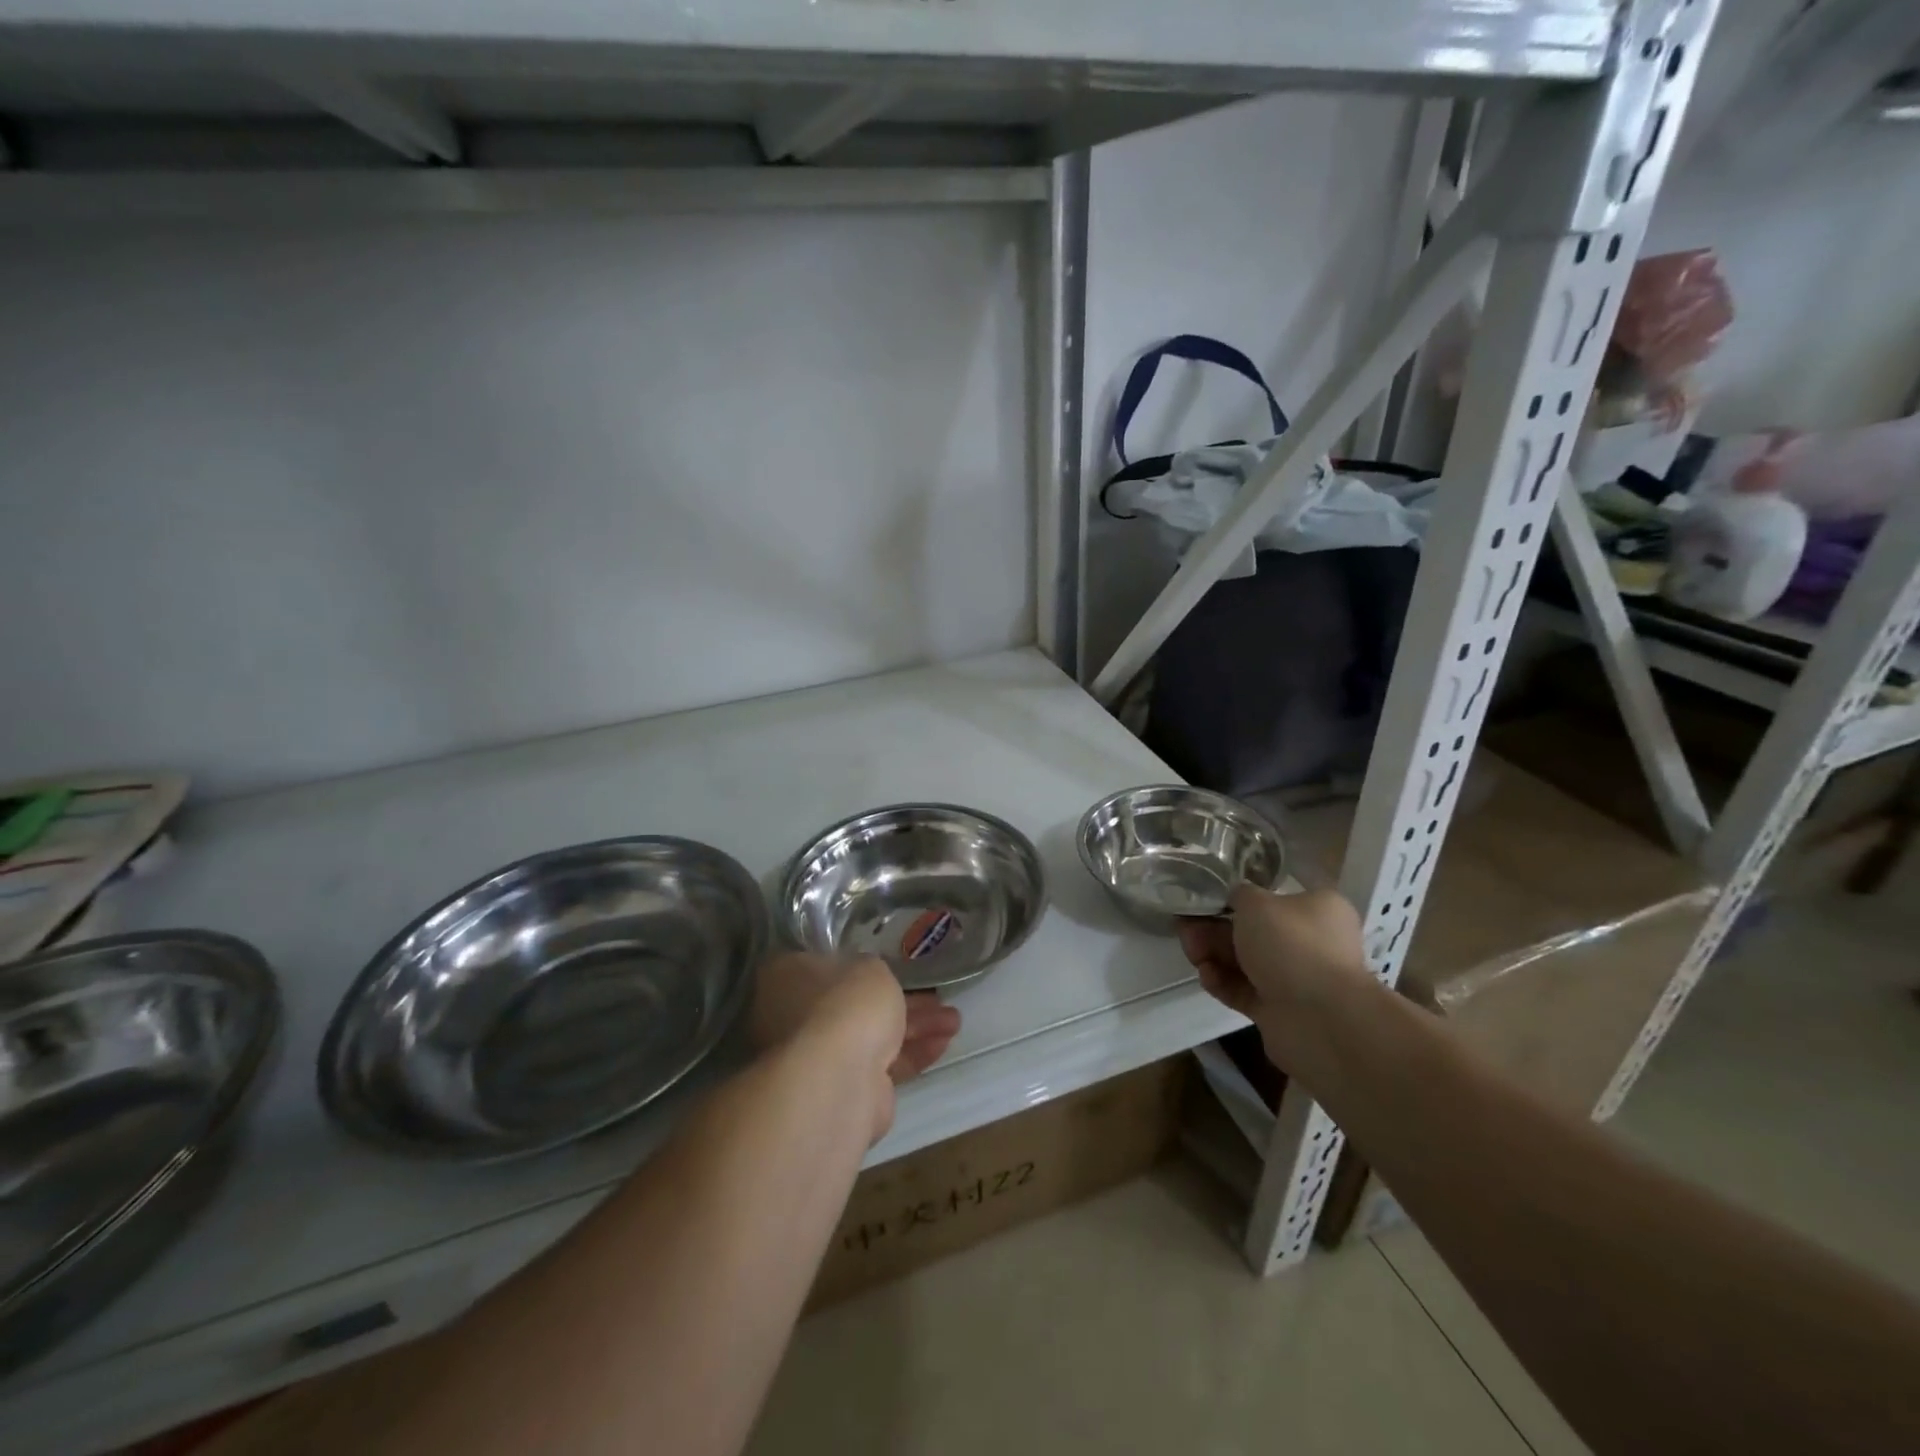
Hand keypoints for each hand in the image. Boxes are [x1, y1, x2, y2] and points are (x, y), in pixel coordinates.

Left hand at [751, 953, 961, 1142]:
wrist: (838, 1079)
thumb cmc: (846, 1004)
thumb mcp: (869, 967)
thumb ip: (871, 972)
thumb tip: (867, 979)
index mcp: (787, 978)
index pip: (821, 965)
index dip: (858, 965)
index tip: (891, 966)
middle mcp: (795, 1018)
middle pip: (853, 1004)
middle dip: (899, 1000)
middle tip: (935, 995)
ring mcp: (818, 1058)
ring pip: (873, 1036)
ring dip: (915, 1027)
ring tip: (954, 1021)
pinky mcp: (845, 1091)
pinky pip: (884, 1065)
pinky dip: (913, 1053)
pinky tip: (944, 1043)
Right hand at [1177, 886, 1368, 1067]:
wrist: (1320, 1019)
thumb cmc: (1292, 945)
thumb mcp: (1258, 903)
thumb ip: (1239, 894)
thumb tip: (1236, 897)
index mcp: (1318, 910)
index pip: (1274, 898)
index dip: (1237, 899)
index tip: (1207, 900)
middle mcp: (1310, 943)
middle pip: (1253, 931)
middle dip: (1214, 929)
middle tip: (1186, 928)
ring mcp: (1295, 978)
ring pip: (1245, 961)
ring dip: (1213, 954)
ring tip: (1191, 953)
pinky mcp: (1278, 1009)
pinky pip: (1243, 990)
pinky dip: (1222, 982)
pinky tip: (1205, 976)